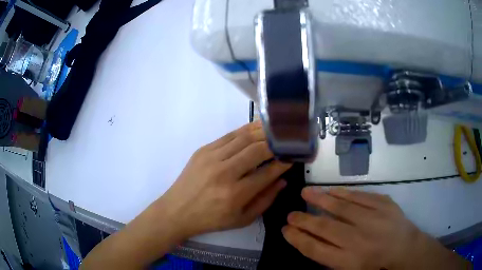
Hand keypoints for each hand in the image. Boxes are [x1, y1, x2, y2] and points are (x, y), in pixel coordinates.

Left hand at [157, 121, 290, 239]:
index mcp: (235, 194)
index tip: (293, 158)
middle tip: (287, 142)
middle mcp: (224, 173)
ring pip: (244, 137)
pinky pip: (229, 135)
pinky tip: (256, 129)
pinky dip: (246, 130)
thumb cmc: (211, 220)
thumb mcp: (242, 219)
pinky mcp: (203, 150)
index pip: (267, 172)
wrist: (178, 210)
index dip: (283, 163)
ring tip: (276, 130)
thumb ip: (265, 200)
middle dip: (276, 144)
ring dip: (263, 132)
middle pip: (257, 150)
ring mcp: (212, 158)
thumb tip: (282, 180)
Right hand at [282, 188, 469, 269]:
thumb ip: (330, 258)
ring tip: (306, 192)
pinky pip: (359, 196)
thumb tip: (310, 242)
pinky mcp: (383, 204)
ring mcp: (372, 219)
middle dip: (303, 219)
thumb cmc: (375, 264)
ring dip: (320, 199)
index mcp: (348, 260)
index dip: (297, 238)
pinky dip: (343, 193)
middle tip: (290, 213)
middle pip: (324, 227)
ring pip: (340, 207)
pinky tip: (331, 190)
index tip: (286, 230)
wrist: (404, 248)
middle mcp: (358, 239)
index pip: (314, 248)